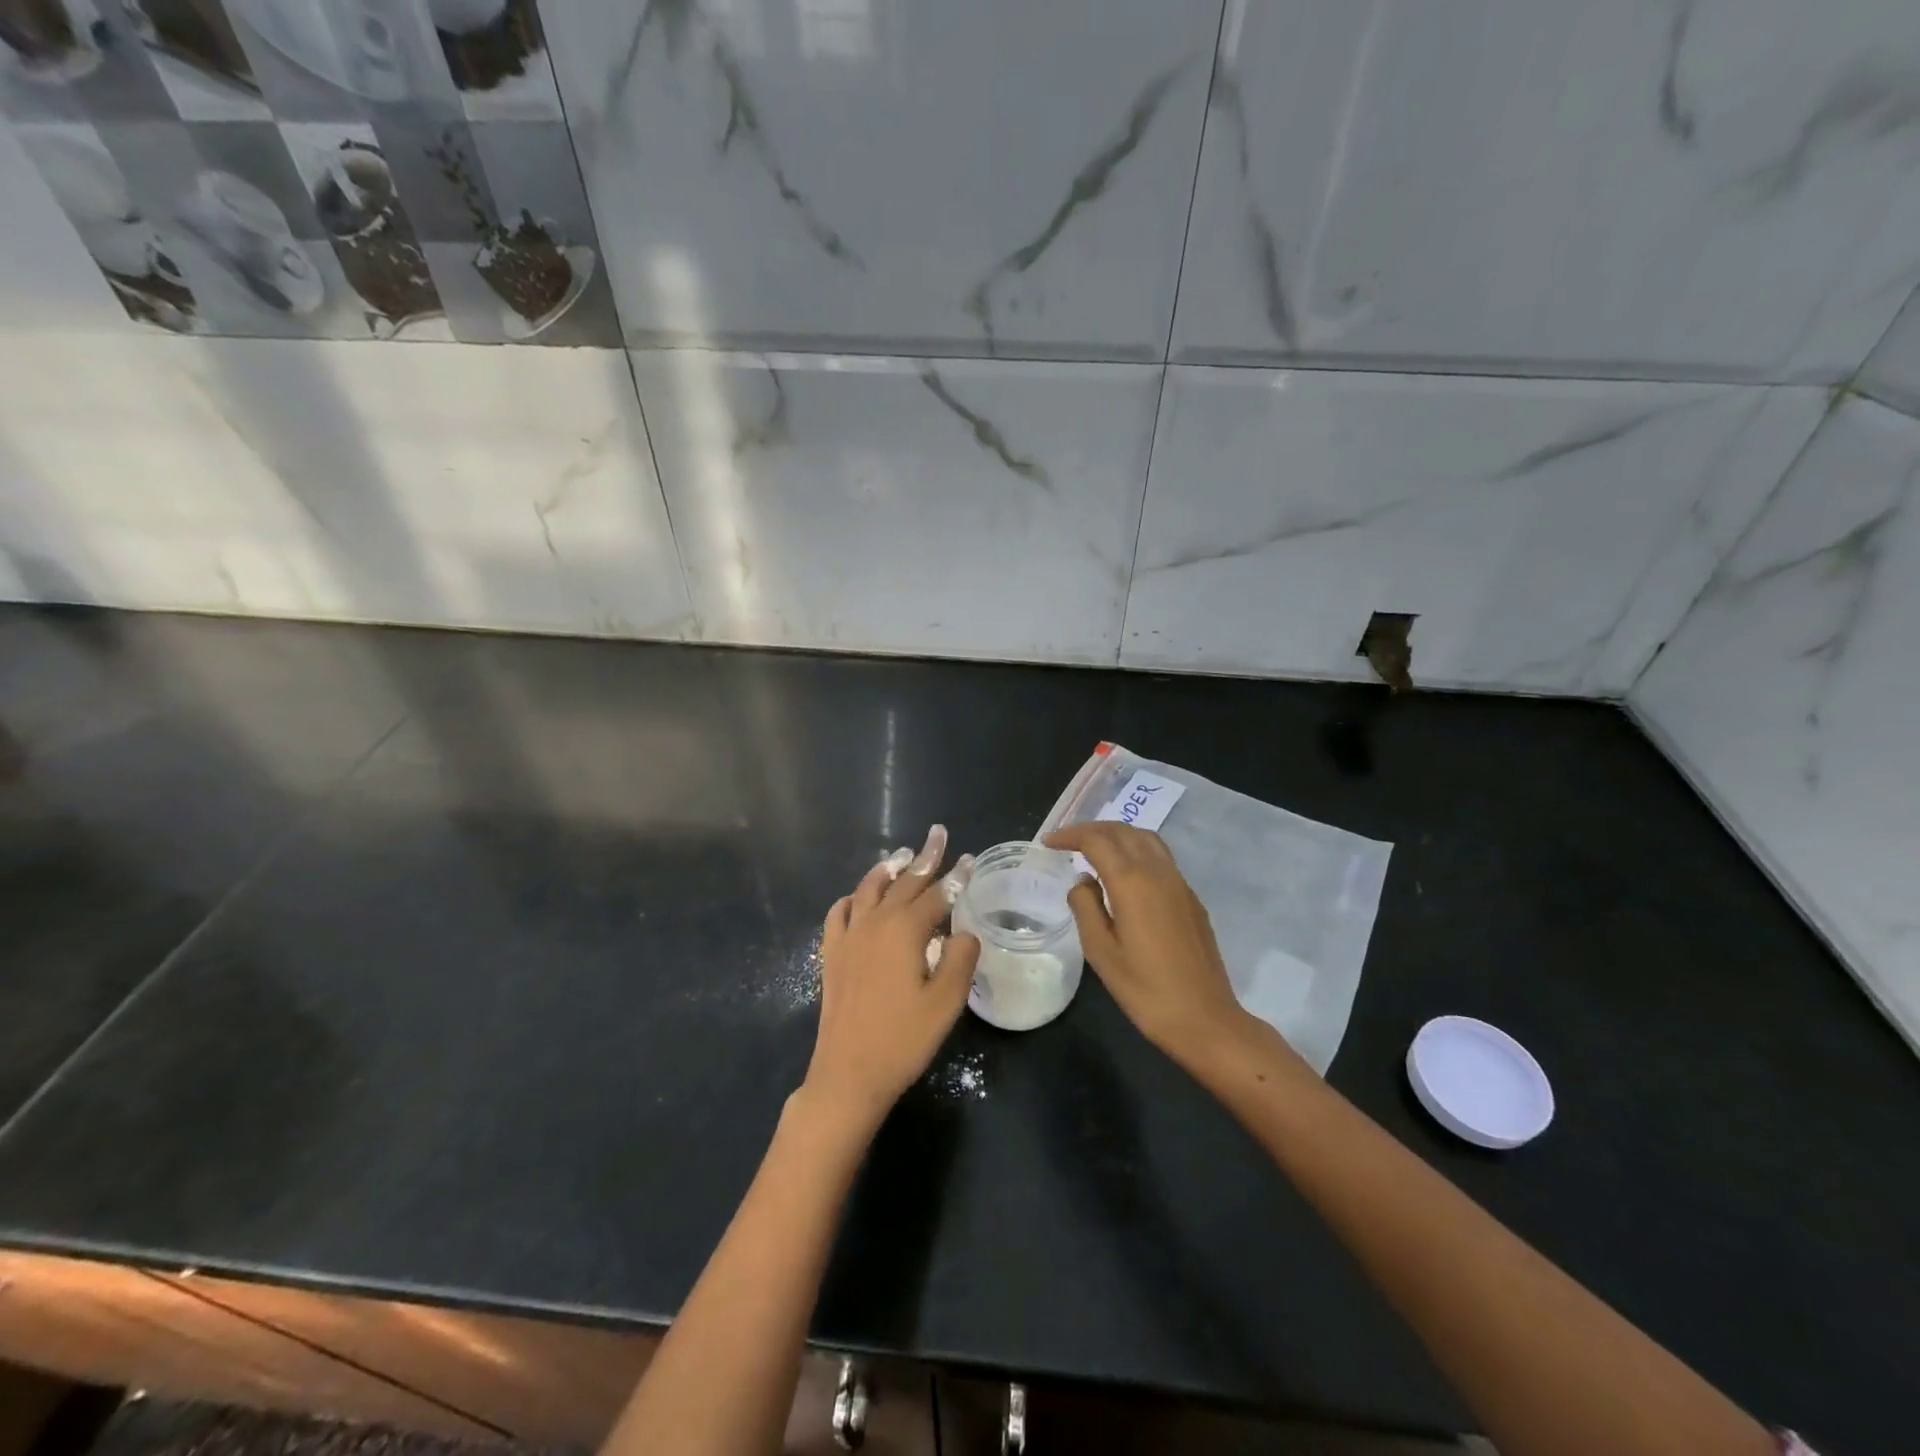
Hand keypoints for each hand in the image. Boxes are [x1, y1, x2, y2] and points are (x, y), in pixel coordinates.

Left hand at [805, 825, 979, 1127]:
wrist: (848, 1073)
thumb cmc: (903, 1040)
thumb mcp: (946, 1002)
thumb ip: (960, 959)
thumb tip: (963, 933)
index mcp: (905, 930)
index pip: (937, 894)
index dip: (956, 877)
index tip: (970, 859)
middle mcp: (875, 923)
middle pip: (904, 882)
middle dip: (924, 858)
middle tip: (937, 835)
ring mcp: (849, 936)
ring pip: (870, 889)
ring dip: (889, 869)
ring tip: (903, 855)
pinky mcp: (832, 953)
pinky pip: (840, 912)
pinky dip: (853, 897)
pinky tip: (858, 897)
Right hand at [1043, 822, 1251, 1066]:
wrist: (1204, 1019)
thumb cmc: (1145, 990)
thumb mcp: (1101, 952)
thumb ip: (1086, 907)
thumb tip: (1083, 881)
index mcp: (1132, 882)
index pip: (1097, 841)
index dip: (1070, 836)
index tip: (1047, 843)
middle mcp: (1158, 872)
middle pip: (1123, 831)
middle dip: (1092, 829)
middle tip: (1066, 841)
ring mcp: (1179, 883)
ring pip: (1146, 839)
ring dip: (1117, 834)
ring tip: (1094, 849)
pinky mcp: (1191, 898)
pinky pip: (1160, 857)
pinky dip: (1136, 850)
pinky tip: (1124, 873)